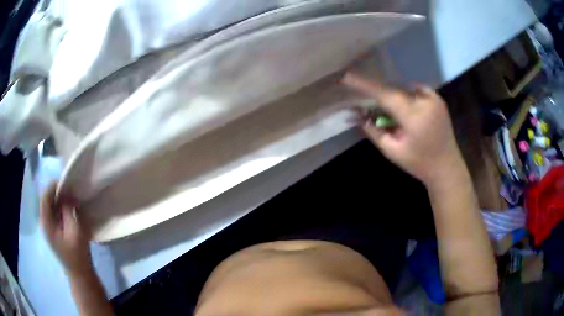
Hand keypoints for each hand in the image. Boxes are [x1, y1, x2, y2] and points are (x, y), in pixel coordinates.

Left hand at [40, 182, 92, 276]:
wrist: (79, 273)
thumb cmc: (77, 254)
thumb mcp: (75, 231)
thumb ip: (69, 210)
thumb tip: (67, 193)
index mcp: (46, 222)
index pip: (45, 196)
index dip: (54, 186)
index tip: (67, 181)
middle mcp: (44, 221)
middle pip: (47, 199)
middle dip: (58, 191)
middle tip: (71, 188)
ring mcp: (48, 226)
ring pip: (51, 204)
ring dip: (60, 198)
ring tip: (71, 196)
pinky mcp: (54, 229)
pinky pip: (55, 211)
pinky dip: (61, 206)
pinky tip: (69, 207)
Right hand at [342, 72, 464, 185]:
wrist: (447, 167)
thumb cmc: (419, 163)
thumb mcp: (392, 151)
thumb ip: (374, 131)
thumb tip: (357, 114)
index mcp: (415, 117)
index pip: (385, 95)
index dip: (365, 85)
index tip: (347, 77)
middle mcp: (425, 102)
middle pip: (394, 90)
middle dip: (378, 93)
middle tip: (364, 97)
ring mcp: (434, 98)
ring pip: (404, 89)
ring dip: (393, 94)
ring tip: (386, 105)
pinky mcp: (438, 99)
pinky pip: (416, 89)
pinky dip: (406, 94)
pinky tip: (404, 104)